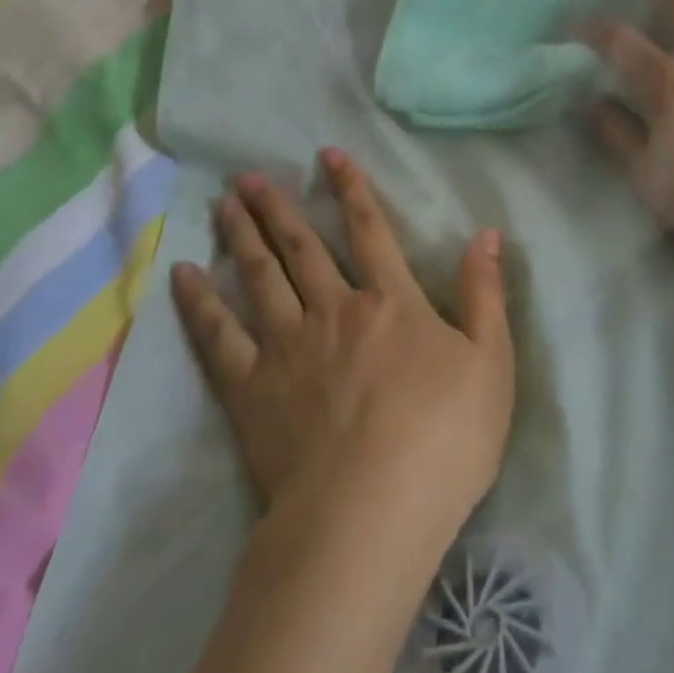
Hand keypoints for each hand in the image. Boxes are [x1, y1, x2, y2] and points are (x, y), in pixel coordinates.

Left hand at [171, 149, 514, 547]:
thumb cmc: (443, 441)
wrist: (370, 516)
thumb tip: (487, 233)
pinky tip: (182, 277)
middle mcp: (334, 310)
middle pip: (301, 247)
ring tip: (223, 204)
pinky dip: (199, 304)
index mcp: (390, 302)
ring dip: (241, 237)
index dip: (351, 189)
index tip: (328, 155)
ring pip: (259, 277)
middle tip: (249, 177)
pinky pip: (218, 337)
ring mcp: (288, 347)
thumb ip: (486, 294)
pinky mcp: (251, 390)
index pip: (370, 230)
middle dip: (277, 208)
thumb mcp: (491, 364)